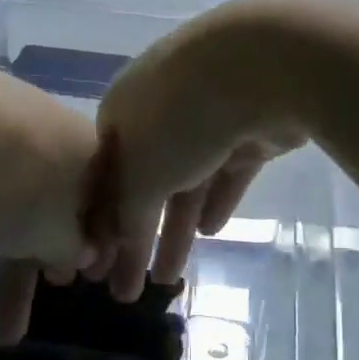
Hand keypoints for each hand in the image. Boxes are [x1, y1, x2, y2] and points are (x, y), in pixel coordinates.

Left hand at [0, 71, 98, 345]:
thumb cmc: (18, 188)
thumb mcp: (53, 238)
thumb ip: (71, 251)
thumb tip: (83, 256)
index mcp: (88, 158)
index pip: (97, 211)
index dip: (84, 254)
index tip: (68, 286)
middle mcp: (51, 134)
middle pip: (42, 214)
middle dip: (23, 277)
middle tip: (10, 332)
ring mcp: (2, 122)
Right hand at [85, 6, 306, 302]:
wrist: (261, 66)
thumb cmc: (181, 118)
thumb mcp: (139, 175)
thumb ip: (125, 215)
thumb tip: (115, 243)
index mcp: (120, 111)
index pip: (103, 176)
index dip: (99, 224)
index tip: (97, 267)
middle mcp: (159, 110)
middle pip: (144, 184)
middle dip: (134, 238)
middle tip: (127, 293)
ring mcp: (207, 116)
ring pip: (186, 182)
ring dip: (175, 229)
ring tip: (169, 279)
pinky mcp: (249, 127)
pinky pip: (226, 170)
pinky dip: (217, 198)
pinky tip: (211, 231)